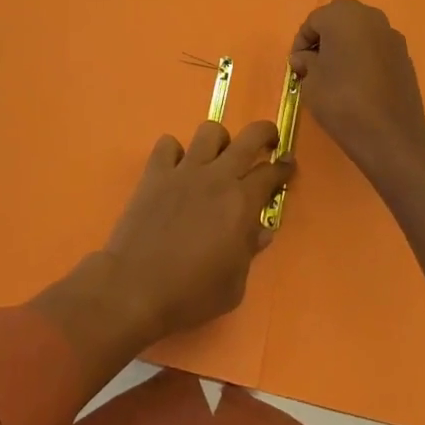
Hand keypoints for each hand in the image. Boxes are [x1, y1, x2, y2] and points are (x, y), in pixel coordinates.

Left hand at [100, 120, 292, 343]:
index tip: (288, 165)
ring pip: (209, 132)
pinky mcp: (155, 173)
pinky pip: (168, 145)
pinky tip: (177, 169)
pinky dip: (175, 152)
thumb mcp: (234, 285)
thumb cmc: (190, 293)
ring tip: (218, 157)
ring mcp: (184, 170)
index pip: (271, 172)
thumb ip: (249, 251)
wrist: (135, 287)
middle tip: (268, 142)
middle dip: (265, 134)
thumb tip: (260, 230)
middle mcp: (216, 177)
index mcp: (241, 203)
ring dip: (219, 141)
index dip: (284, 167)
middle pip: (249, 137)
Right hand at [290, 0, 424, 190]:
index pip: (313, 21)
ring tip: (336, 75)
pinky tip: (358, 83)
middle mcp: (370, 17)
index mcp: (343, 15)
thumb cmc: (341, 100)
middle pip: (339, 21)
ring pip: (360, 34)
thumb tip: (304, 58)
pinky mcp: (405, 56)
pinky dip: (364, 58)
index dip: (301, 43)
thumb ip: (305, 62)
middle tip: (314, 66)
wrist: (390, 135)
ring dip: (345, 47)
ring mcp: (392, 36)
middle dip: (324, 40)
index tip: (297, 67)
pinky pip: (376, 49)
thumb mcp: (310, 81)